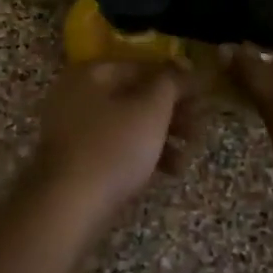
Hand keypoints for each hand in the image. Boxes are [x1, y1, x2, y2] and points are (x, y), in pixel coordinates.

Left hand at [25, 61, 188, 214]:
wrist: (69, 206)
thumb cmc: (113, 149)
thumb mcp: (150, 111)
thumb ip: (170, 84)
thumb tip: (184, 68)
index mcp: (90, 74)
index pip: (141, 66)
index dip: (175, 78)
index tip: (203, 94)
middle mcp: (77, 95)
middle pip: (134, 96)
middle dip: (171, 112)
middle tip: (199, 128)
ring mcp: (74, 130)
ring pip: (127, 124)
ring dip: (162, 136)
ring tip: (189, 155)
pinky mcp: (78, 160)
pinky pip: (117, 148)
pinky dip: (143, 154)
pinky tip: (170, 171)